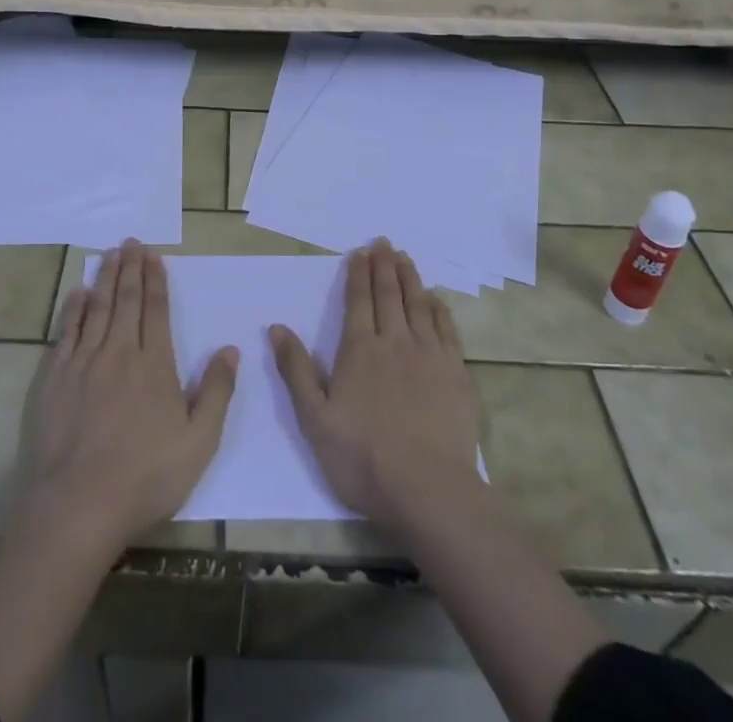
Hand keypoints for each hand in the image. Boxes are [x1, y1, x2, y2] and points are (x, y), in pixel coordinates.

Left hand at [19, 240, 237, 556]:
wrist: (77, 505)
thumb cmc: (145, 477)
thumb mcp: (198, 443)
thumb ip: (217, 392)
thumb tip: (230, 348)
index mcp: (154, 365)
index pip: (155, 310)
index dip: (155, 279)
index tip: (153, 255)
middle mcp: (119, 353)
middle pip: (126, 300)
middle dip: (130, 268)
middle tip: (131, 242)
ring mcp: (83, 362)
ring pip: (97, 308)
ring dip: (105, 278)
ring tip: (110, 254)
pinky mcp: (55, 377)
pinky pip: (67, 331)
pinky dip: (74, 307)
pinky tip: (79, 293)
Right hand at [271, 239, 480, 532]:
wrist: (429, 490)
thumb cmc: (364, 458)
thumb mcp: (315, 419)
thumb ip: (296, 370)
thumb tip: (276, 327)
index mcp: (359, 350)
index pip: (357, 301)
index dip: (358, 274)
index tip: (360, 252)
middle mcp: (394, 342)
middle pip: (389, 295)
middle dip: (384, 266)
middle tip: (384, 242)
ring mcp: (429, 356)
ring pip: (418, 305)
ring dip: (410, 278)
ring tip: (406, 258)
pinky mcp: (455, 374)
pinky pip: (445, 329)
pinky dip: (438, 309)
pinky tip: (435, 299)